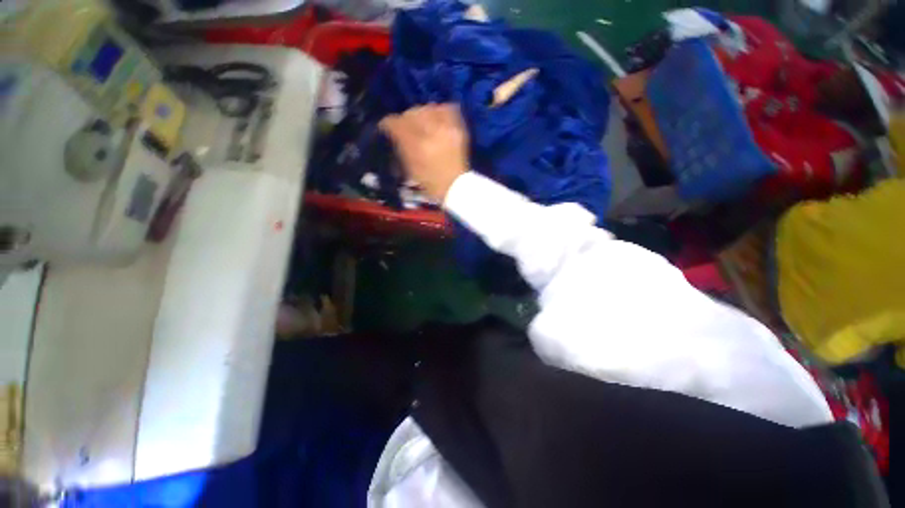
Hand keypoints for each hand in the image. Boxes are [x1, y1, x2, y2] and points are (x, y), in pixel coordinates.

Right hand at [379, 104, 469, 201]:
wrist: (455, 186)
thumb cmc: (430, 182)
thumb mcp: (410, 168)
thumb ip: (400, 146)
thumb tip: (393, 132)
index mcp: (418, 146)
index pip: (397, 124)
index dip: (388, 124)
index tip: (385, 127)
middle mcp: (433, 133)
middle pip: (413, 113)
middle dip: (405, 118)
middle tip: (404, 127)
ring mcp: (448, 129)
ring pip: (429, 108)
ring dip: (421, 114)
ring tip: (421, 124)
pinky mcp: (459, 129)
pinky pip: (448, 109)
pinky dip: (440, 111)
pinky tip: (436, 119)